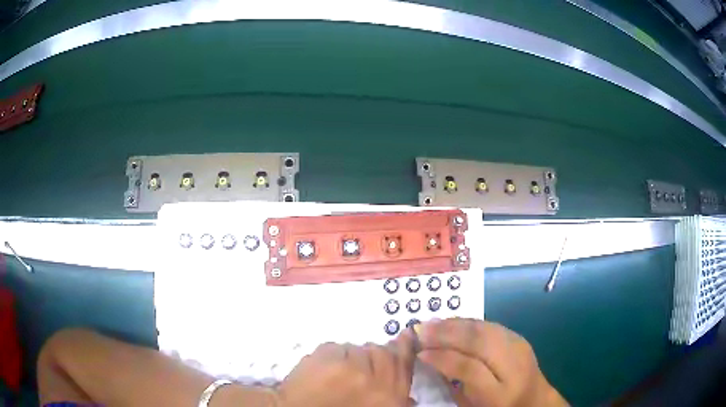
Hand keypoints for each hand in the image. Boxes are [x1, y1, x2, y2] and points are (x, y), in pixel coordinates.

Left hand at [276, 331, 416, 406]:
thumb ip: (394, 402)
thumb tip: (409, 397)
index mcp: (389, 397)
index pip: (403, 363)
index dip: (405, 347)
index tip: (406, 334)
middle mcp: (374, 380)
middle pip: (381, 351)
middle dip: (371, 355)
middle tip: (357, 366)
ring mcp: (349, 368)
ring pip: (356, 348)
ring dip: (348, 357)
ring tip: (335, 373)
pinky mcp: (326, 359)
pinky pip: (334, 347)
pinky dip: (329, 355)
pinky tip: (321, 369)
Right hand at [417, 318, 567, 406]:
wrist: (534, 399)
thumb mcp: (471, 406)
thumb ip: (454, 384)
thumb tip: (431, 359)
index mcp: (500, 393)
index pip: (470, 369)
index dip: (443, 358)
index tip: (419, 352)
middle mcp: (513, 366)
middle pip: (479, 342)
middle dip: (446, 333)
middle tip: (420, 329)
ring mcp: (519, 347)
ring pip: (485, 328)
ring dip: (455, 324)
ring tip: (432, 323)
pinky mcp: (519, 337)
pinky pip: (490, 325)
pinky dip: (468, 322)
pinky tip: (453, 323)